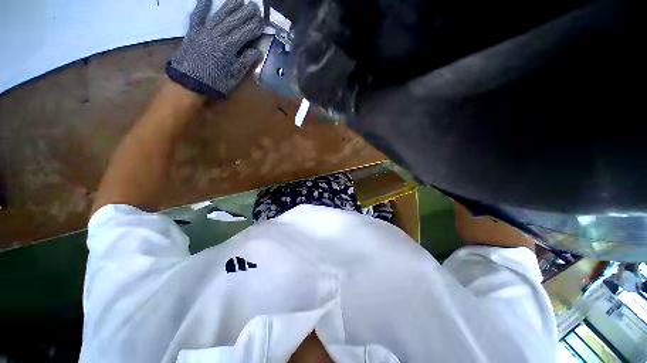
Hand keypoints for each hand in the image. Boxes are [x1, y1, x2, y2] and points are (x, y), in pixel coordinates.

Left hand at [166, 0, 263, 96]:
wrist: (188, 83)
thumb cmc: (214, 83)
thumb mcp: (234, 77)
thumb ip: (245, 62)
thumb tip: (257, 51)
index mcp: (229, 47)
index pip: (245, 33)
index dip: (254, 26)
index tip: (262, 20)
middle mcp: (217, 35)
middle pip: (234, 21)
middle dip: (245, 13)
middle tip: (255, 5)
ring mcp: (204, 31)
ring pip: (220, 15)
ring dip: (230, 6)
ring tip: (240, 0)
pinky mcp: (193, 31)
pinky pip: (198, 15)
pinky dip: (202, 5)